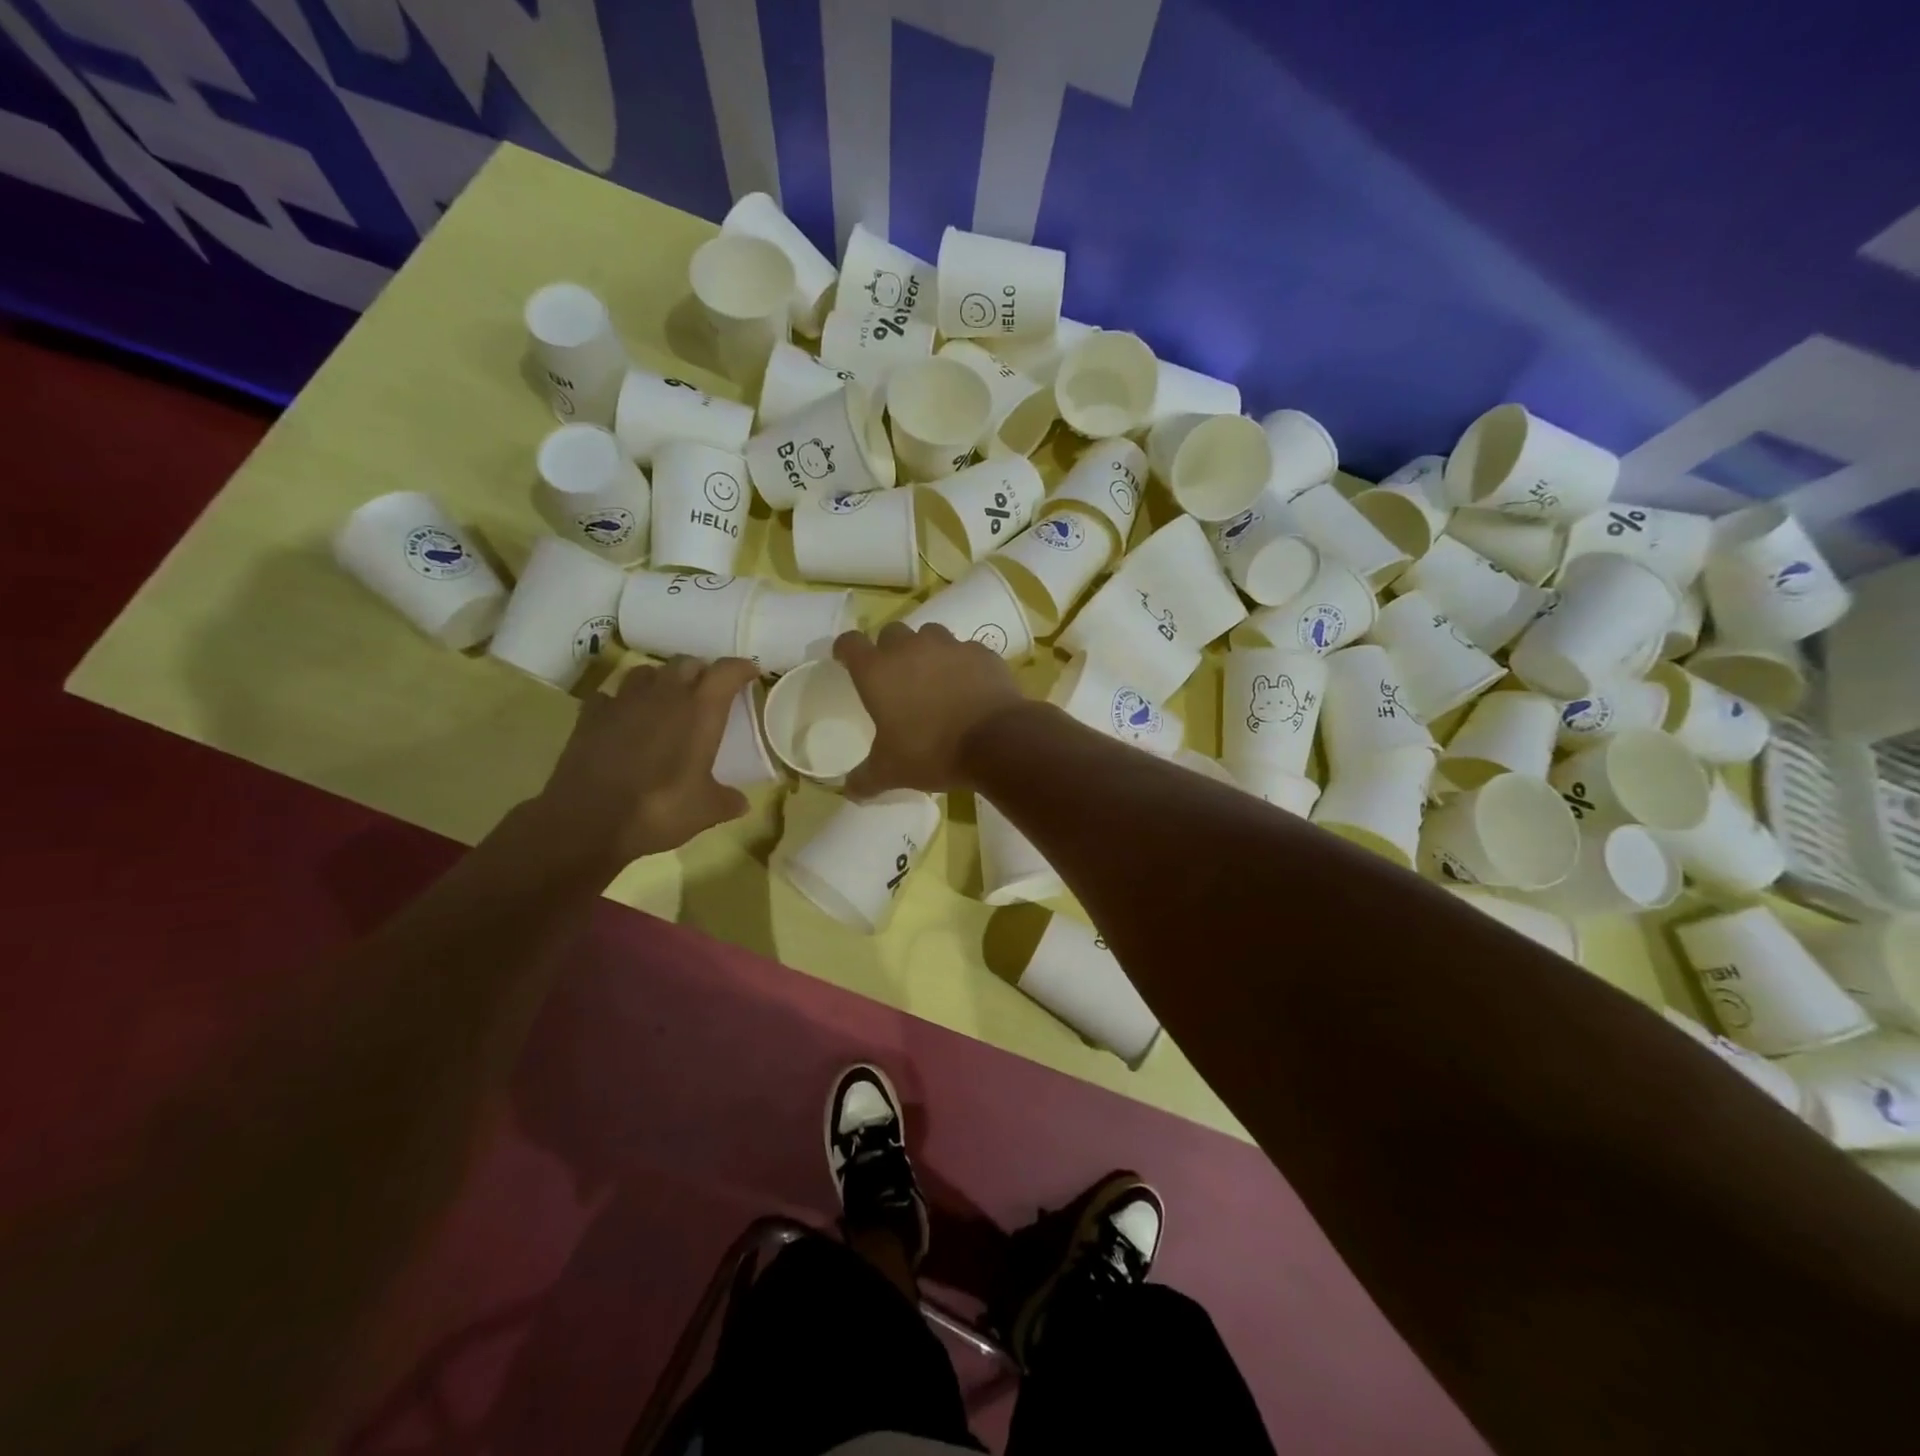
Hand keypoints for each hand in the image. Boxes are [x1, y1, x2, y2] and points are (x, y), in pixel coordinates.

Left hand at [531, 655, 761, 868]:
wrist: (587, 821)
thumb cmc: (659, 810)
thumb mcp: (705, 811)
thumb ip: (727, 801)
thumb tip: (742, 802)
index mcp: (700, 710)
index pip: (727, 671)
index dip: (741, 668)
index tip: (750, 674)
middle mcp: (664, 694)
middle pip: (687, 663)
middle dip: (701, 672)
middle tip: (708, 692)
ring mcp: (623, 701)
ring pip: (647, 672)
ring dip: (662, 681)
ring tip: (667, 701)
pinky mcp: (590, 715)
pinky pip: (611, 696)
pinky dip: (623, 702)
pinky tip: (625, 720)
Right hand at [834, 622, 1024, 795]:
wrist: (995, 740)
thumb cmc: (931, 752)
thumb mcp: (891, 772)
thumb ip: (865, 779)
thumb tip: (850, 791)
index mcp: (877, 671)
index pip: (850, 643)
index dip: (845, 649)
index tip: (846, 659)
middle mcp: (910, 648)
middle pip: (891, 632)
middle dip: (889, 649)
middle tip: (895, 675)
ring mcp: (949, 646)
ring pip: (930, 634)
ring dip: (926, 650)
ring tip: (933, 676)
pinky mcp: (981, 652)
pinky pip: (965, 650)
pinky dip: (962, 663)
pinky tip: (968, 685)